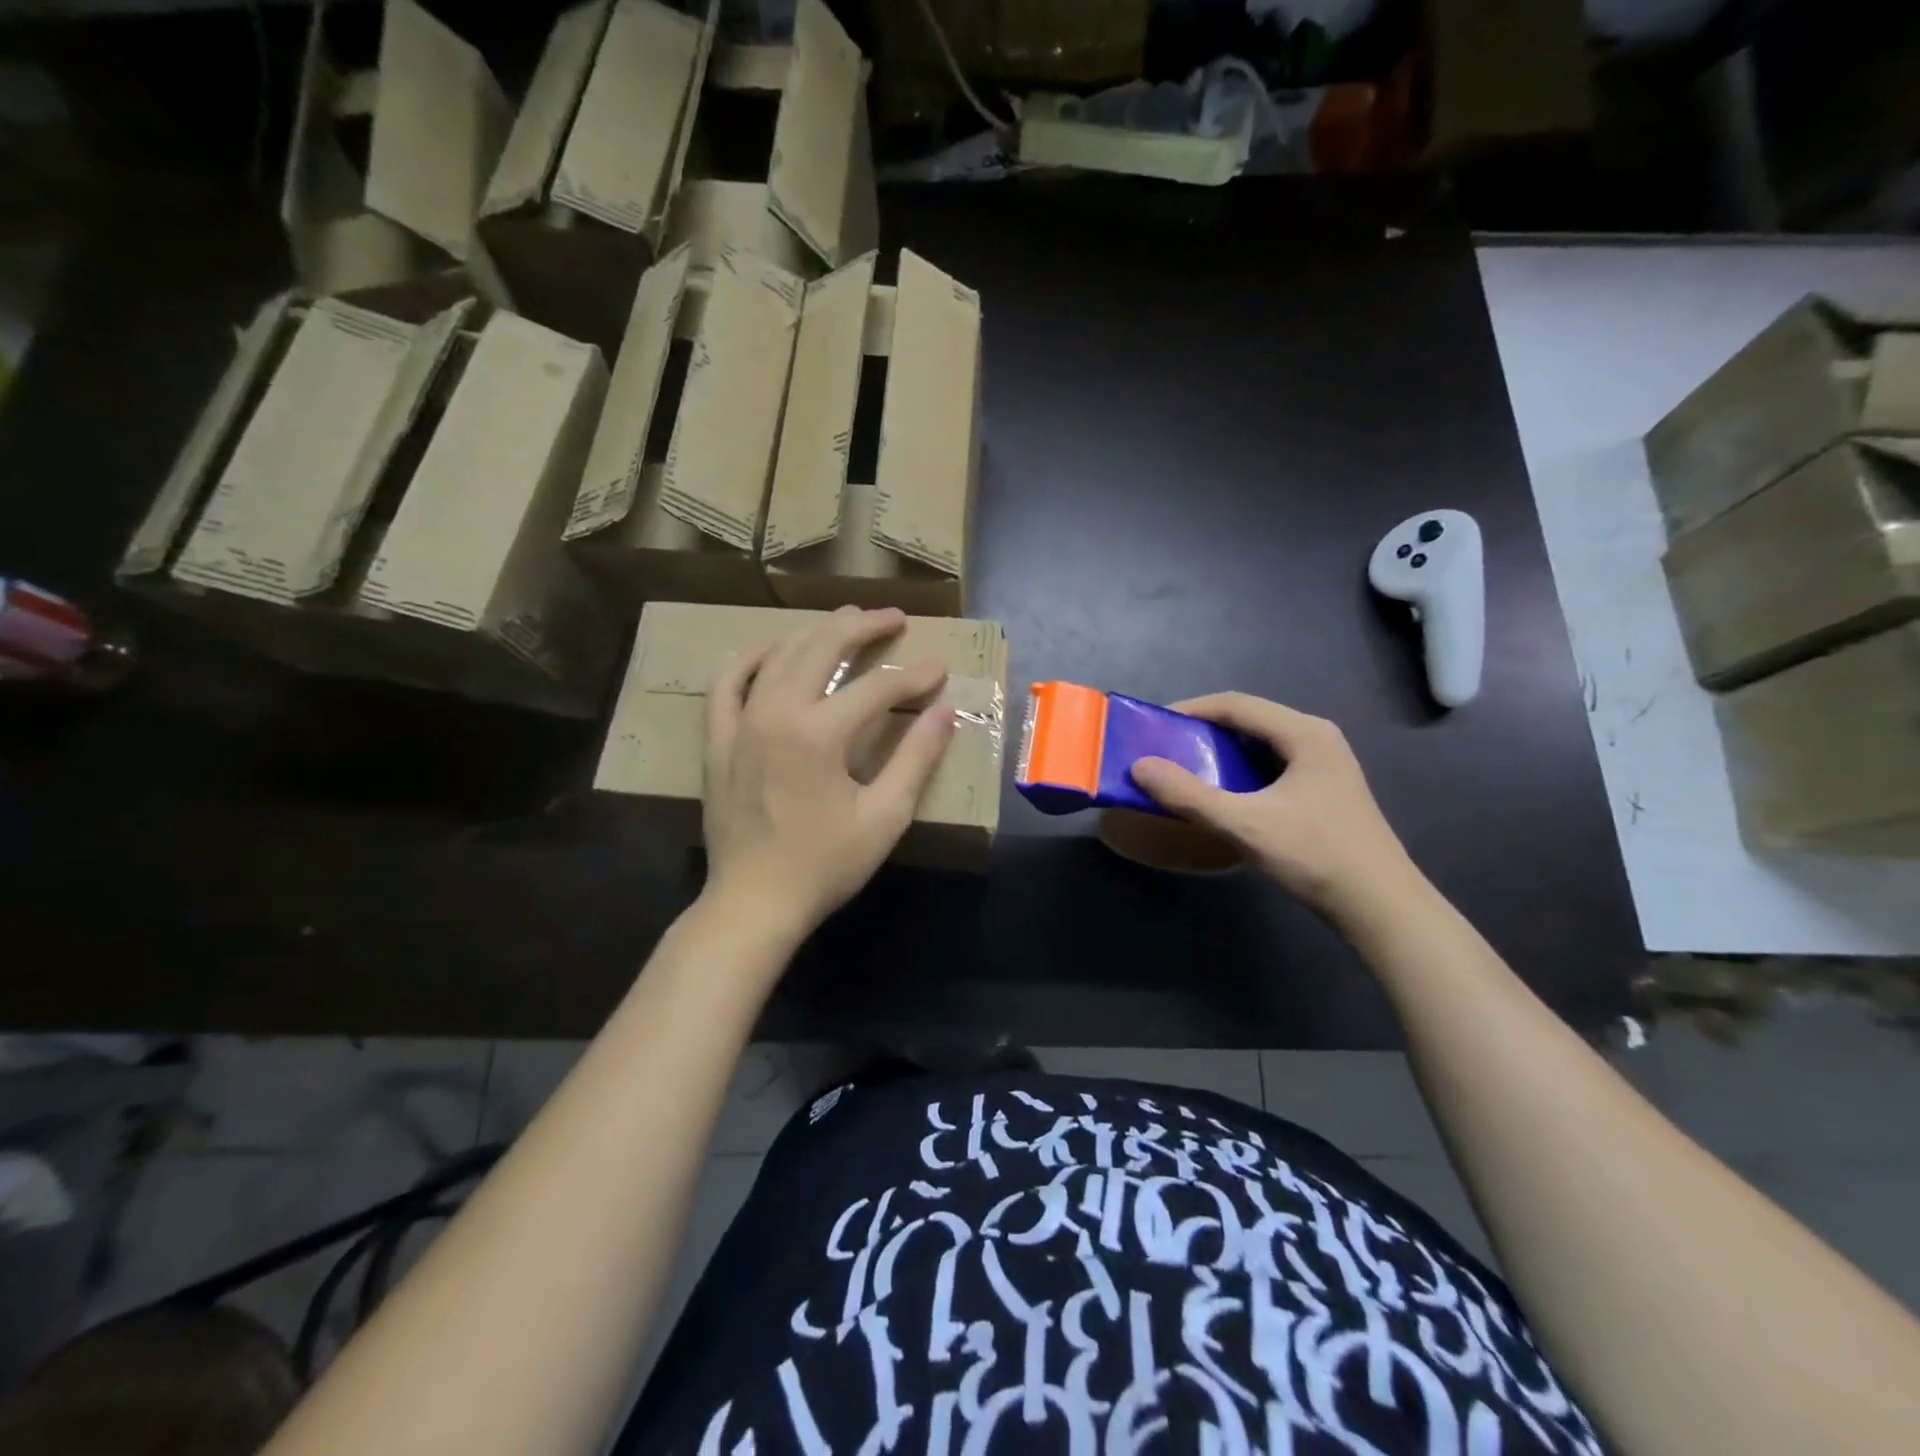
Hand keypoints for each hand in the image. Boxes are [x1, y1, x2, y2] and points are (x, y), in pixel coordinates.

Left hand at [702, 607, 955, 935]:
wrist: (753, 902)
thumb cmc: (824, 865)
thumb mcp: (884, 817)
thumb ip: (917, 759)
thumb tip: (944, 712)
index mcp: (819, 734)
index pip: (877, 689)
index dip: (914, 677)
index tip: (941, 669)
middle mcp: (776, 713)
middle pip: (822, 648)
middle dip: (863, 627)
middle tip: (894, 619)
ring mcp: (740, 722)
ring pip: (778, 654)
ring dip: (815, 631)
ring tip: (845, 620)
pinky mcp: (718, 739)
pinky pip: (728, 682)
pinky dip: (751, 658)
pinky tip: (772, 650)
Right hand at [1130, 693, 1419, 920]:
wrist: (1380, 907)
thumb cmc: (1315, 856)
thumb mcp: (1245, 824)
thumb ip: (1189, 795)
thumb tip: (1139, 767)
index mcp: (1304, 733)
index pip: (1236, 704)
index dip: (1191, 709)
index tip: (1154, 725)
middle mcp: (1317, 739)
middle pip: (1249, 720)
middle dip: (1203, 731)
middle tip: (1165, 748)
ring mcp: (1324, 765)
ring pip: (1260, 745)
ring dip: (1221, 753)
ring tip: (1185, 770)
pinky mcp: (1323, 790)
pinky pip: (1271, 766)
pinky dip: (1240, 772)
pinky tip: (1222, 794)